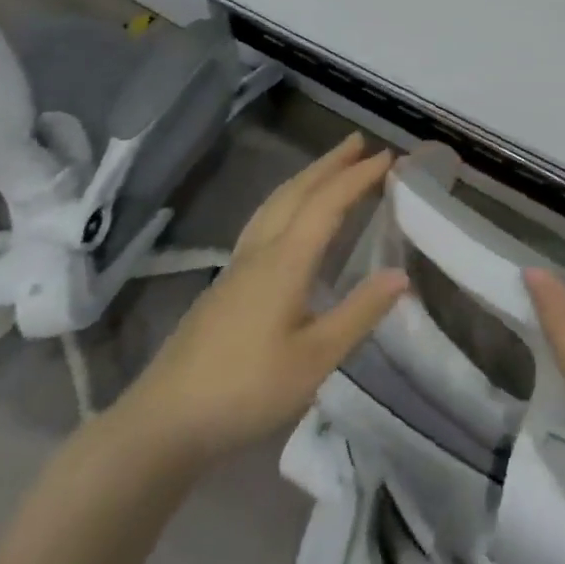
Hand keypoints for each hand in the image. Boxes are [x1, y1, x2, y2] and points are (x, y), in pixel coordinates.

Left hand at [114, 132, 406, 468]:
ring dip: (307, 177)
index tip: (388, 156)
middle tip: (359, 141)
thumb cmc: (245, 390)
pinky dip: (288, 199)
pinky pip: (264, 218)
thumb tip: (401, 274)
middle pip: (298, 191)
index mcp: (286, 260)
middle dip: (330, 164)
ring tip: (329, 166)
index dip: (358, 177)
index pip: (328, 203)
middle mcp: (261, 249)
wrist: (163, 422)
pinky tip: (288, 216)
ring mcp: (238, 264)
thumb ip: (358, 314)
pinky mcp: (226, 283)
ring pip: (276, 202)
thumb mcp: (313, 360)